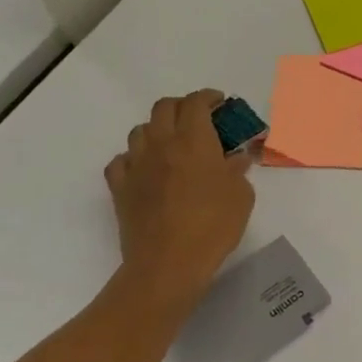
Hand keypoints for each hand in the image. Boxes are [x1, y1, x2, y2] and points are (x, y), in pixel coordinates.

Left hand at [104, 90, 254, 317]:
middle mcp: (161, 144)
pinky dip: (134, 159)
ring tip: (173, 145)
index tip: (220, 103)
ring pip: (140, 131)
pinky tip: (146, 170)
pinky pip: (121, 161)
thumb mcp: (242, 196)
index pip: (196, 103)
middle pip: (165, 108)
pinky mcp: (120, 188)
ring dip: (158, 130)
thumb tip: (235, 158)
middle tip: (199, 120)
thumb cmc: (213, 226)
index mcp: (194, 141)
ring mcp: (136, 166)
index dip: (209, 97)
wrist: (168, 264)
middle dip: (183, 107)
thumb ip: (237, 171)